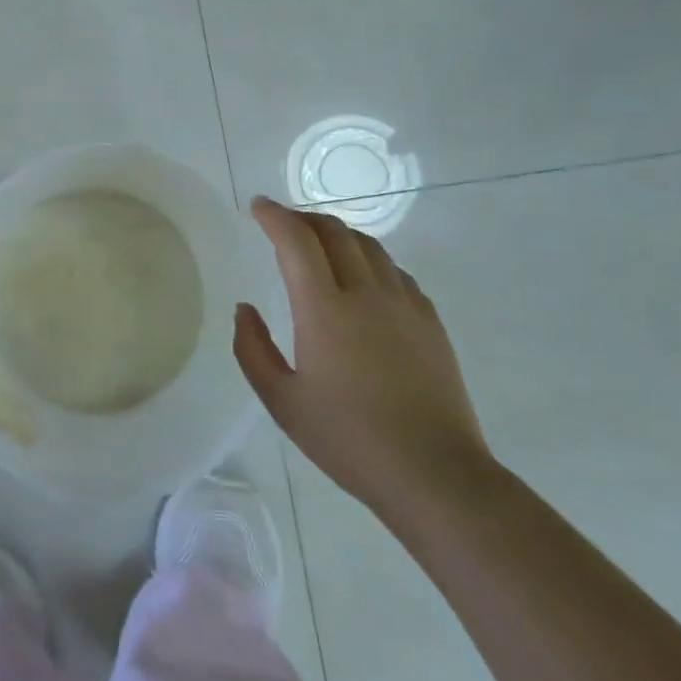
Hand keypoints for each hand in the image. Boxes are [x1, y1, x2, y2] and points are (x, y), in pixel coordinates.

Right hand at [234, 196, 491, 513]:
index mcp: (324, 310)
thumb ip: (252, 348)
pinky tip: (361, 278)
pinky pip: (394, 271)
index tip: (257, 206)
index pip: (297, 241)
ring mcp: (405, 305)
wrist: (435, 474)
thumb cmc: (348, 440)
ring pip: (369, 245)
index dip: (274, 216)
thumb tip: (245, 309)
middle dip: (303, 218)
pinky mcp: (430, 321)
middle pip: (335, 231)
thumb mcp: (281, 401)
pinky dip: (368, 258)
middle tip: (282, 223)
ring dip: (337, 233)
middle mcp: (367, 294)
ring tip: (318, 243)